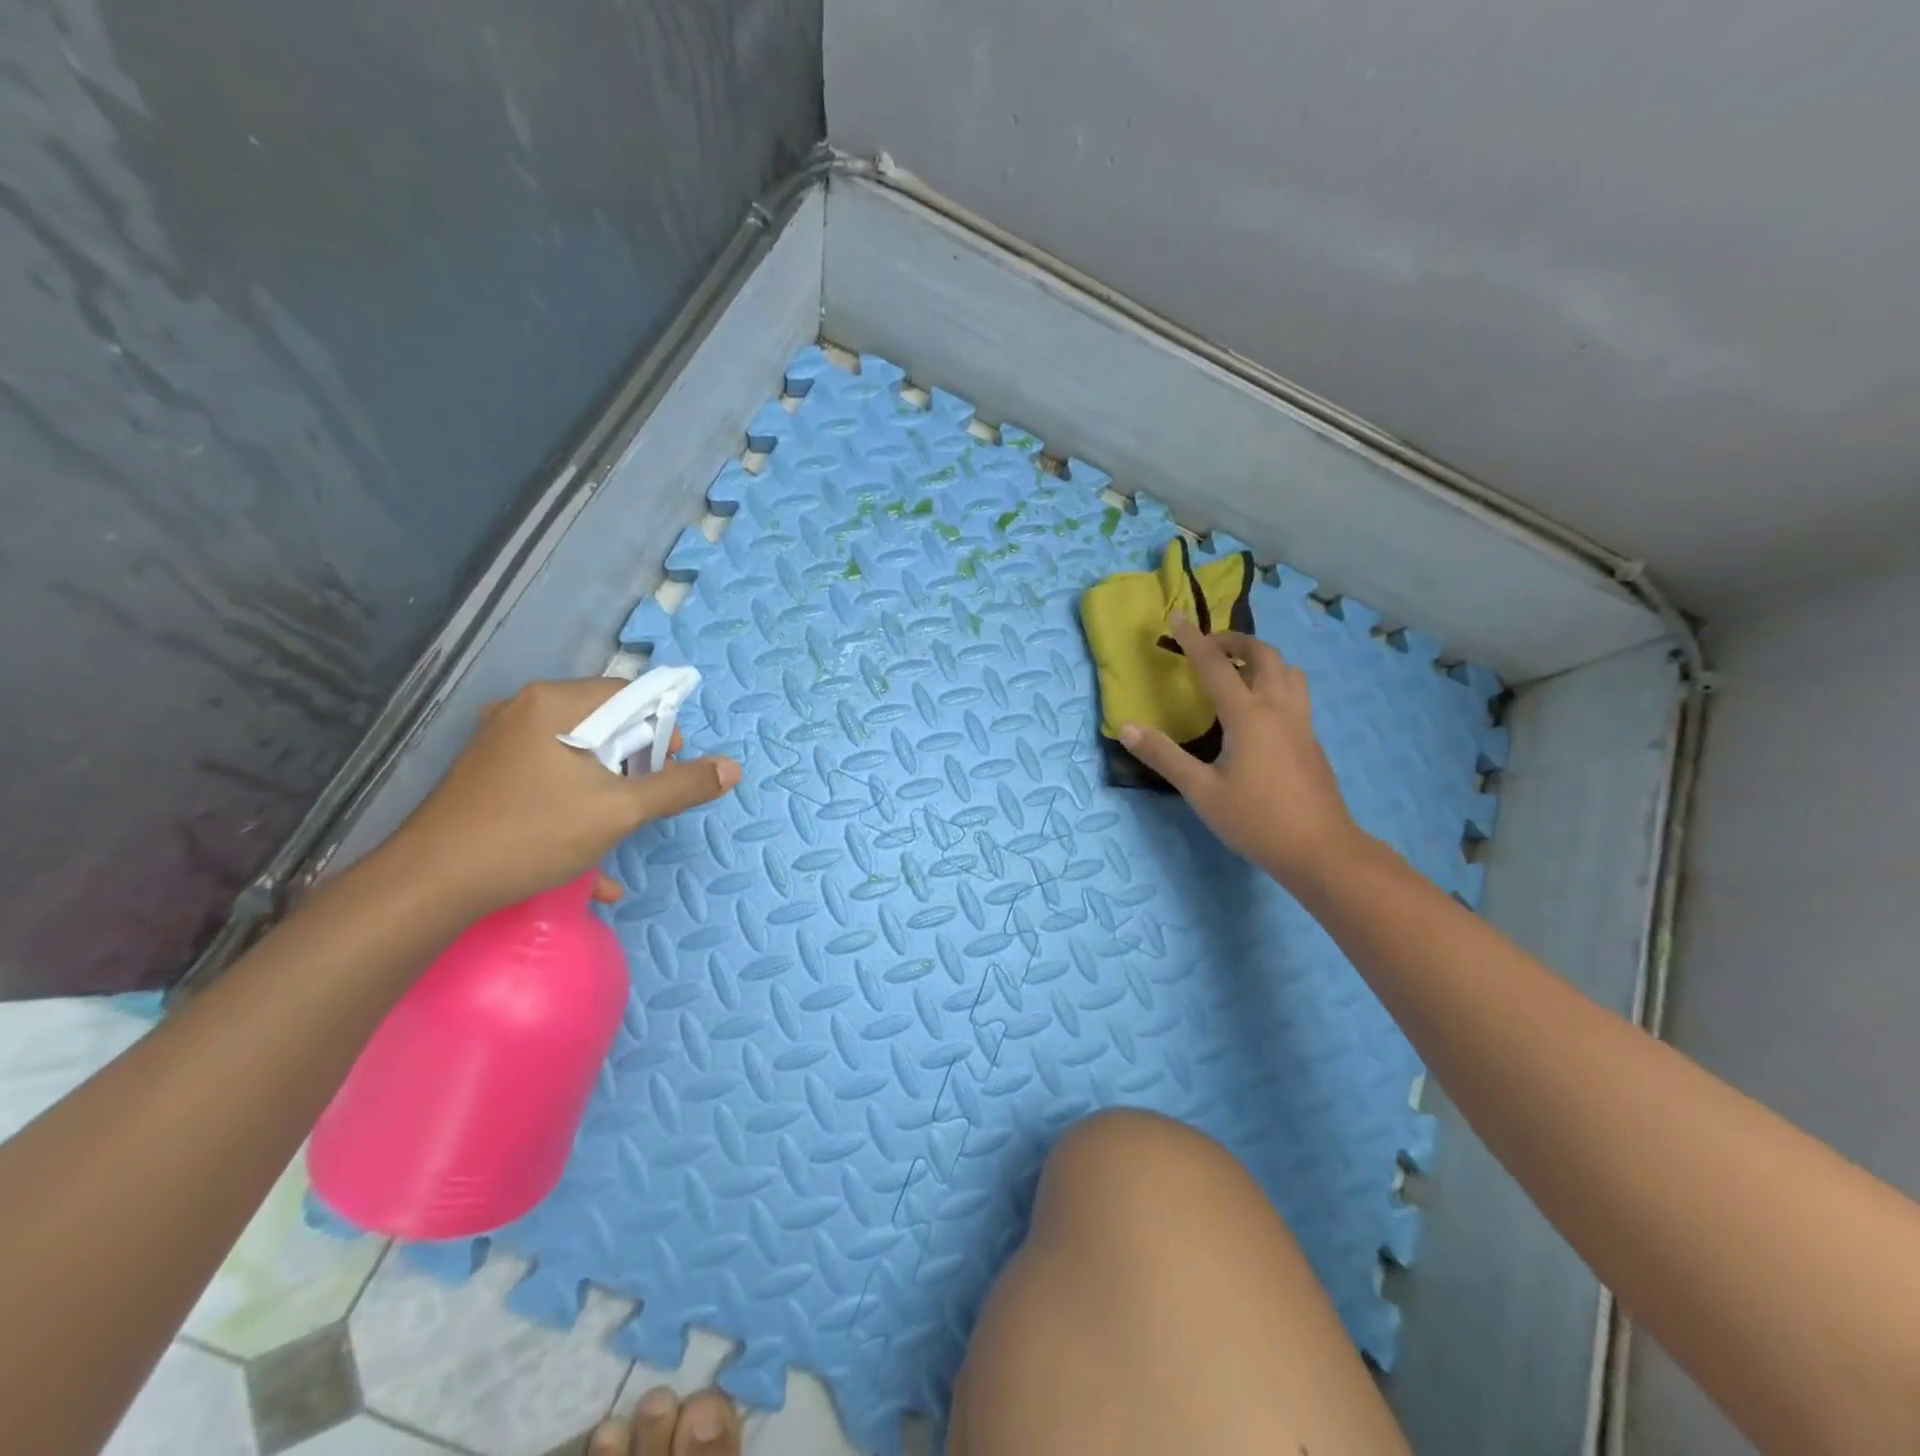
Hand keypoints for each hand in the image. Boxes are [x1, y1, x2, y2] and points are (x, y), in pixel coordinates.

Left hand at [383, 678, 739, 917]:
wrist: (430, 886)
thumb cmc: (533, 833)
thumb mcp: (620, 811)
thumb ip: (679, 786)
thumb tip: (732, 768)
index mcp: (555, 704)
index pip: (629, 695)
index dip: (661, 728)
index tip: (671, 766)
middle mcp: (525, 711)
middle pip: (603, 724)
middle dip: (636, 762)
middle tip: (647, 799)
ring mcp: (501, 744)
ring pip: (577, 756)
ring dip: (609, 789)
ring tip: (622, 825)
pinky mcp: (488, 776)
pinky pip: (548, 779)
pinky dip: (574, 806)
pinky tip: (589, 857)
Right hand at [1120, 616, 1358, 886]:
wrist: (1321, 850)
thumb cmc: (1256, 820)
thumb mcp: (1201, 791)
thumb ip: (1164, 756)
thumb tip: (1125, 727)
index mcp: (1248, 715)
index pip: (1216, 666)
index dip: (1194, 640)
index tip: (1177, 618)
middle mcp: (1278, 708)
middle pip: (1263, 655)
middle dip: (1235, 640)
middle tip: (1210, 645)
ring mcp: (1301, 723)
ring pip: (1288, 671)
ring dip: (1262, 658)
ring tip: (1238, 670)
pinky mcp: (1311, 740)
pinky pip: (1295, 692)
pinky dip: (1274, 680)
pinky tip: (1259, 709)